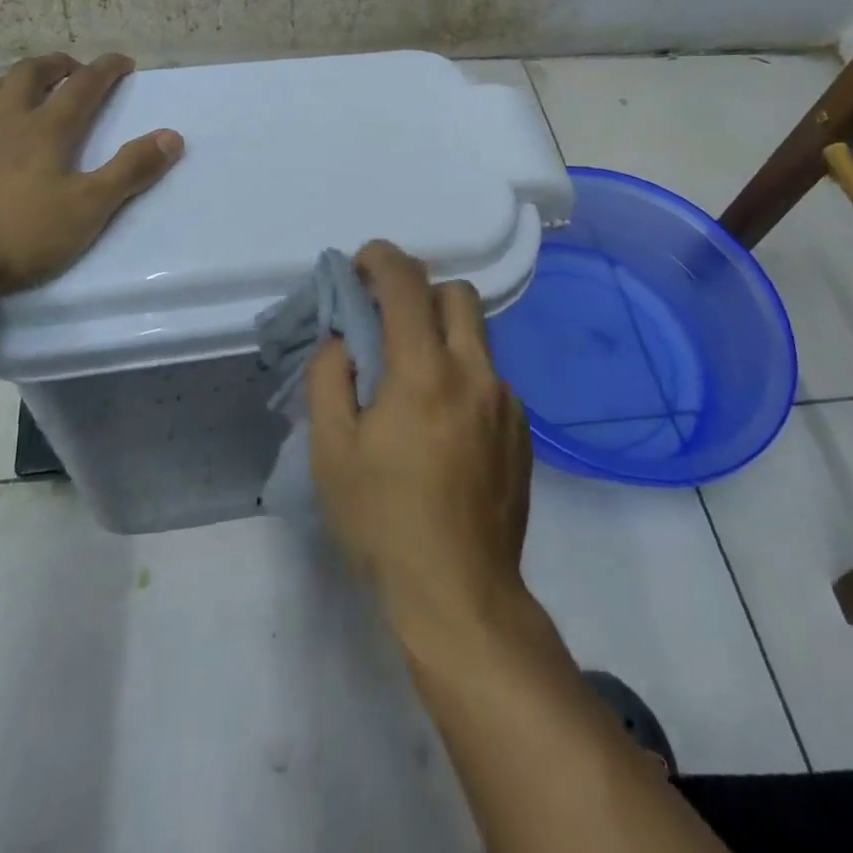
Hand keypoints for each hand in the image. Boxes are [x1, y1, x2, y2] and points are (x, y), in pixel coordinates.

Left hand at [0, 52, 182, 299]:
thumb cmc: (15, 233)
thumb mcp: (87, 208)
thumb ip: (130, 171)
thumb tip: (172, 136)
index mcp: (43, 131)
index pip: (81, 88)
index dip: (105, 70)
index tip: (122, 60)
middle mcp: (1, 123)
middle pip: (27, 76)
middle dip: (54, 65)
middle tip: (71, 67)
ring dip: (6, 81)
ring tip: (16, 87)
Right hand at [307, 241, 534, 651]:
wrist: (460, 594)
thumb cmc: (383, 520)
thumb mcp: (331, 450)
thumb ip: (330, 377)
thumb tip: (344, 339)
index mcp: (424, 371)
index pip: (407, 283)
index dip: (381, 258)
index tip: (359, 267)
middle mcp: (474, 372)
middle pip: (456, 294)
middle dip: (419, 292)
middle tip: (388, 325)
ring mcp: (505, 401)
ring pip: (476, 335)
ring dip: (441, 335)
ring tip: (412, 382)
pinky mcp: (521, 429)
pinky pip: (489, 376)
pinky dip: (462, 375)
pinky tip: (442, 426)